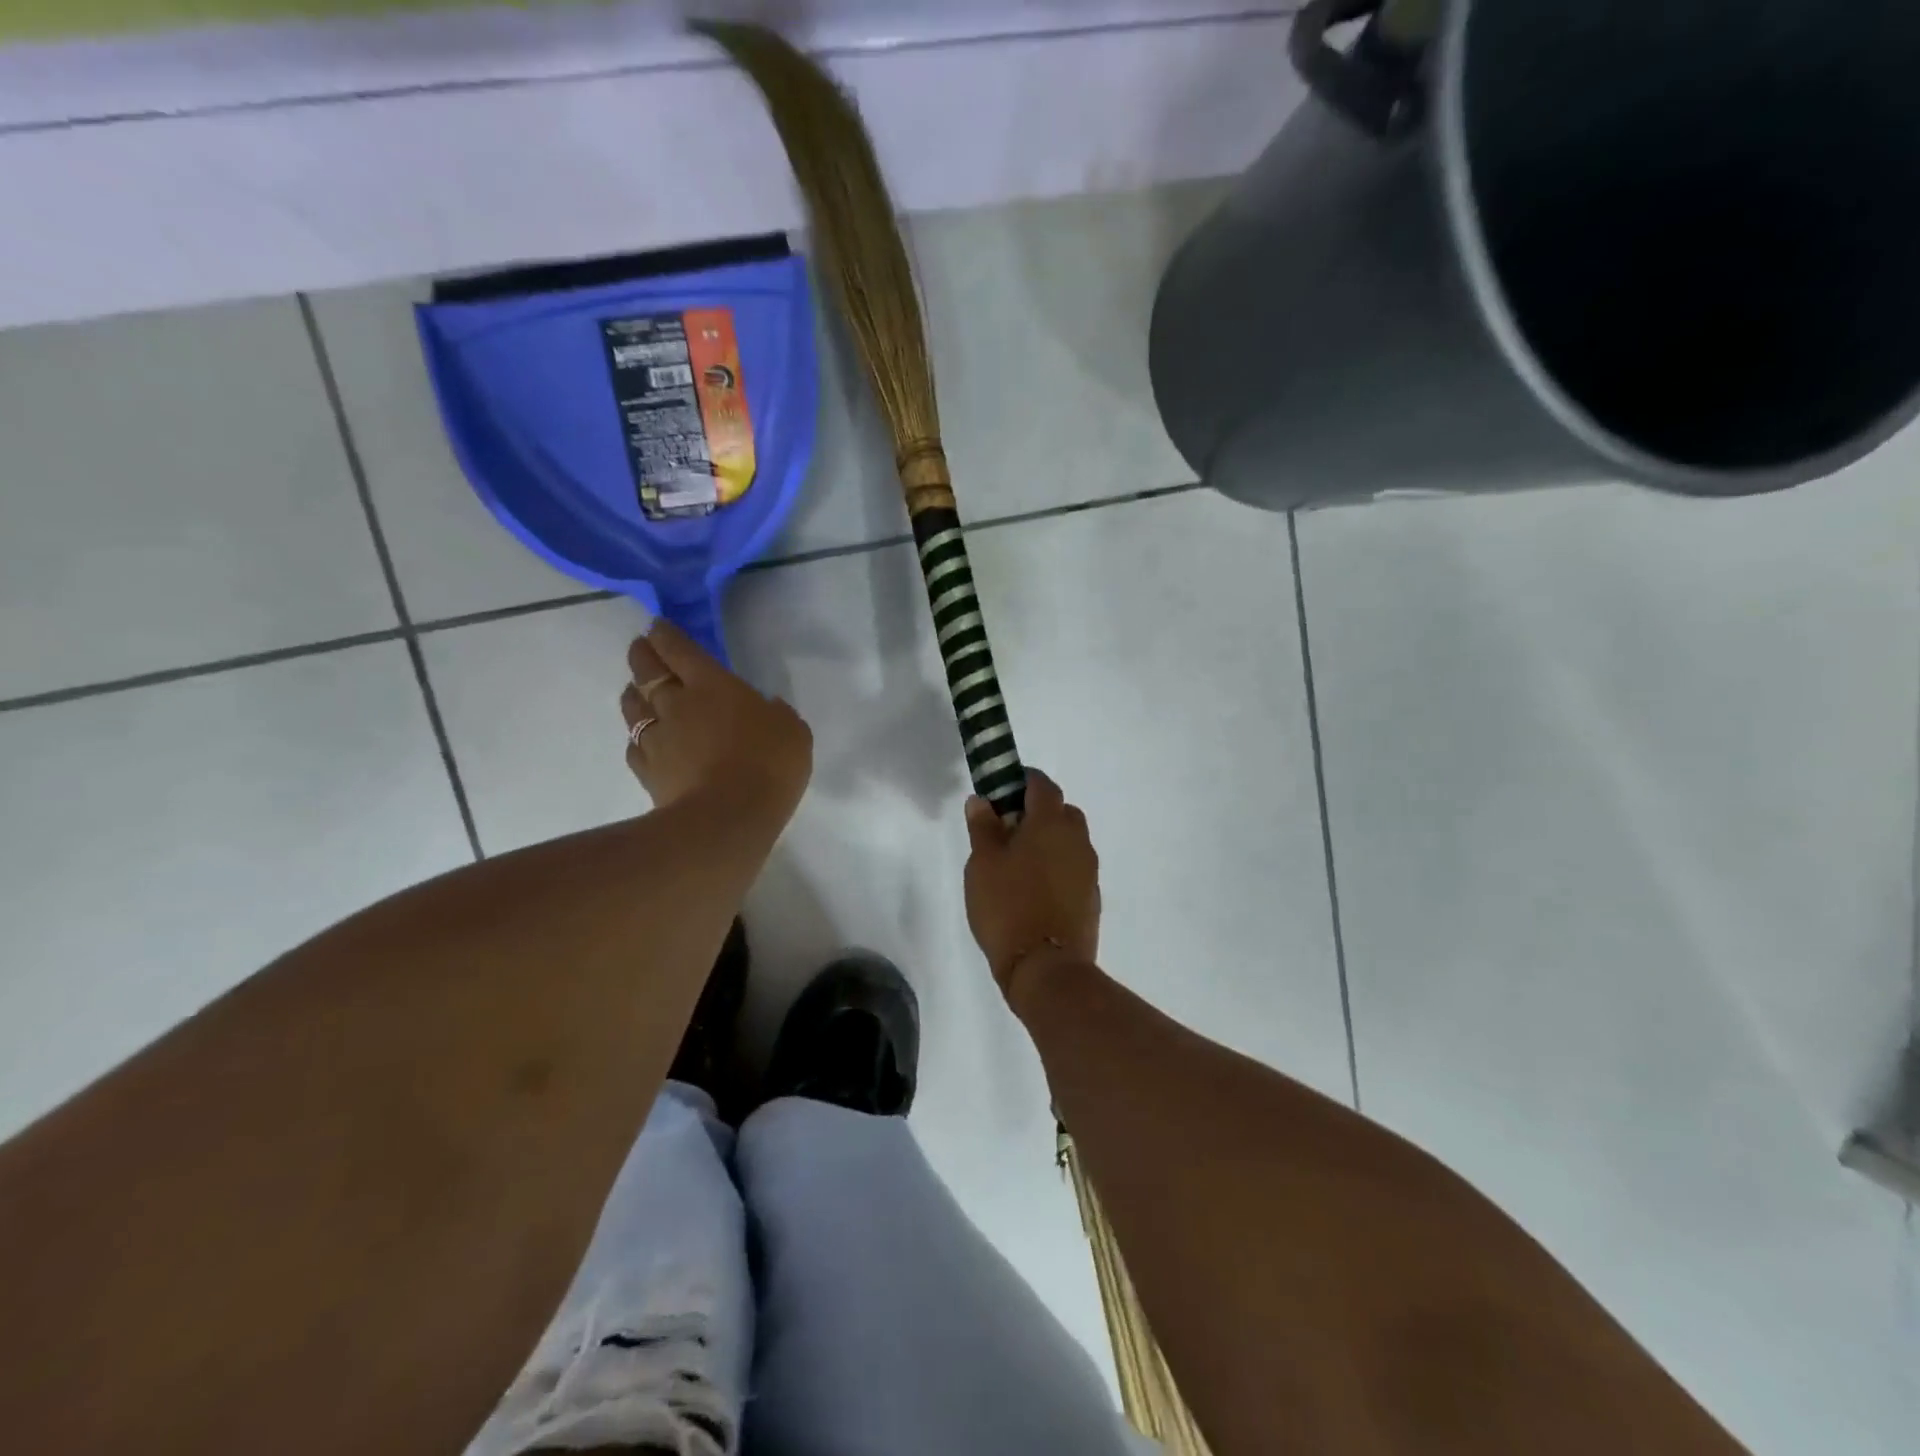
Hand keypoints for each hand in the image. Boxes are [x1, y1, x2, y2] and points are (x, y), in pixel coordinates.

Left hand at [622, 619, 812, 818]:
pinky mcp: (647, 772)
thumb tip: (766, 708)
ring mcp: (657, 739)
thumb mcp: (792, 731)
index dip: (666, 634)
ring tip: (637, 691)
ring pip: (633, 707)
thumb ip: (777, 714)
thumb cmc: (768, 765)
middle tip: (642, 650)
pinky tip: (644, 741)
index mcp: (712, 684)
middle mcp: (676, 704)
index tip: (658, 627)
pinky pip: (635, 746)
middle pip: (647, 671)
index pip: (679, 649)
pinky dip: (638, 738)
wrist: (727, 819)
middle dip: (642, 655)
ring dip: (634, 694)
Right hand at [963, 769, 1100, 1009]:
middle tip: (1007, 829)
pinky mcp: (1091, 898)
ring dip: (1048, 841)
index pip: (1042, 785)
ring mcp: (1088, 870)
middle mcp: (1077, 840)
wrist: (1047, 968)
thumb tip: (982, 801)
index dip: (1023, 781)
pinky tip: (1033, 889)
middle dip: (1037, 812)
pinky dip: (1056, 867)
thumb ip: (983, 827)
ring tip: (1017, 862)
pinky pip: (1072, 868)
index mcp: (1051, 823)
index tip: (1002, 789)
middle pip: (1061, 811)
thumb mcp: (983, 864)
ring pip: (1069, 841)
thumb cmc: (1008, 906)